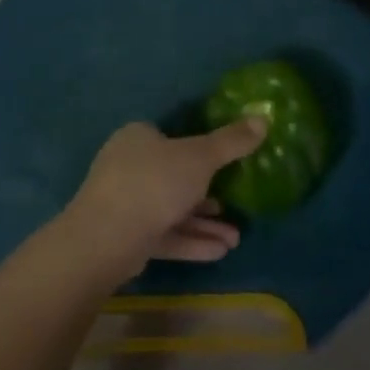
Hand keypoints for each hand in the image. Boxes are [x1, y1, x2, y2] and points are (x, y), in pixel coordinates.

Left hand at [57, 118, 267, 284]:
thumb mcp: (200, 157)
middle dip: (208, 195)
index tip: (225, 164)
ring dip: (204, 224)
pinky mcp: (126, 237)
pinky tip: (220, 252)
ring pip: (172, 210)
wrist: (107, 237)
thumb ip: (231, 141)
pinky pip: (164, 234)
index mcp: (139, 138)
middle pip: (174, 177)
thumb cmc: (155, 182)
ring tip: (236, 239)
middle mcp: (128, 166)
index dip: (198, 150)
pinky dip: (191, 241)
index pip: (169, 137)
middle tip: (234, 206)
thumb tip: (263, 118)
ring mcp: (125, 203)